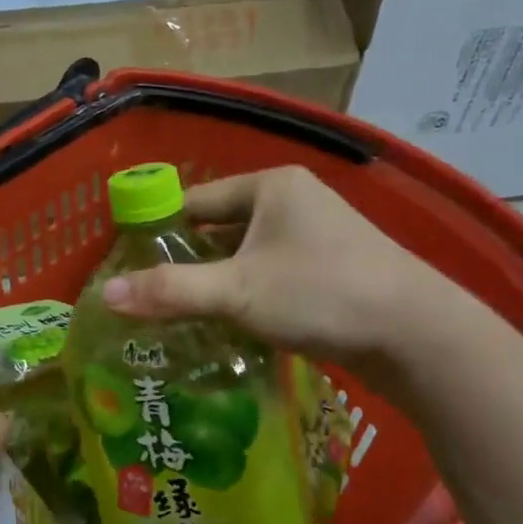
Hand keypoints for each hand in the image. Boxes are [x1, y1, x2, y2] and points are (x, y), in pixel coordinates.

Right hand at [101, 166, 462, 379]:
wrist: (418, 336)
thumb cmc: (321, 294)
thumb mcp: (237, 291)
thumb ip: (169, 290)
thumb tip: (104, 294)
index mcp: (271, 187)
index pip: (195, 201)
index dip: (159, 230)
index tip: (129, 263)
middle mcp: (294, 202)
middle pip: (219, 229)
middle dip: (187, 262)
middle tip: (150, 295)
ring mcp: (316, 236)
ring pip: (245, 255)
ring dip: (216, 282)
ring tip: (179, 314)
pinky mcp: (330, 269)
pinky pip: (270, 274)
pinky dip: (246, 294)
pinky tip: (228, 323)